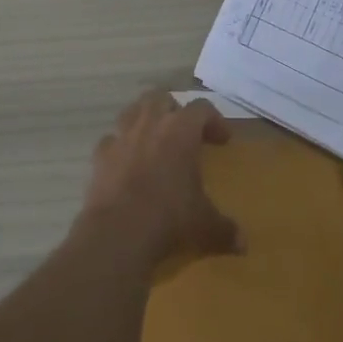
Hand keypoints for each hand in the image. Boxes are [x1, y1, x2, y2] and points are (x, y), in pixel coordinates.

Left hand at [85, 92, 242, 265]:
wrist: (118, 233)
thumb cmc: (170, 218)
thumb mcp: (205, 225)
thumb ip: (225, 229)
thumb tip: (243, 244)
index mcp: (181, 130)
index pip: (202, 108)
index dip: (214, 120)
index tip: (222, 141)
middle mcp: (150, 124)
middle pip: (161, 98)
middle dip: (174, 110)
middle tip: (185, 132)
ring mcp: (121, 137)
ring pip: (132, 110)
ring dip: (145, 119)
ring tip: (154, 140)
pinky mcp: (99, 156)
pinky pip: (111, 140)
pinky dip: (120, 146)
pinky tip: (126, 163)